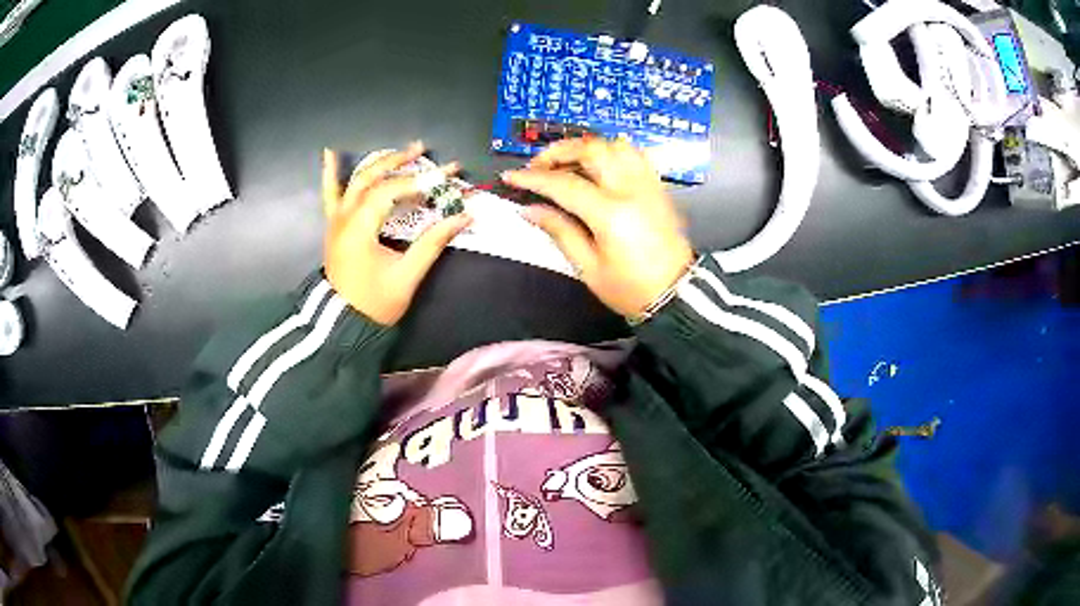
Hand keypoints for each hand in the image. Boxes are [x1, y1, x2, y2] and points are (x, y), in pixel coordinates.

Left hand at [322, 143, 471, 325]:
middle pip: (372, 178)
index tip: (448, 173)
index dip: (420, 180)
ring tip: (403, 151)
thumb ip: (433, 243)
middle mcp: (344, 218)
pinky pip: (330, 194)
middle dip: (400, 162)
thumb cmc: (374, 304)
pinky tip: (330, 152)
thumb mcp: (407, 276)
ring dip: (379, 163)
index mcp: (359, 229)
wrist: (342, 325)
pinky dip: (330, 173)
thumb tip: (463, 217)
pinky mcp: (334, 225)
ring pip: (356, 181)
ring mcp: (336, 220)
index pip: (391, 191)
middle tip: (425, 152)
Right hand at [501, 138, 693, 318]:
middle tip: (538, 165)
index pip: (564, 183)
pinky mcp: (657, 187)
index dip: (533, 178)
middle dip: (558, 151)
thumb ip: (560, 232)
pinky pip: (634, 154)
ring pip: (615, 145)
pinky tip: (598, 165)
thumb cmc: (632, 288)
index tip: (512, 177)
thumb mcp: (589, 268)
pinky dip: (611, 151)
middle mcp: (631, 190)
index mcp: (611, 214)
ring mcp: (648, 185)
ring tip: (567, 163)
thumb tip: (531, 210)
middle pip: (591, 149)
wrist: (677, 294)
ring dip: (585, 147)